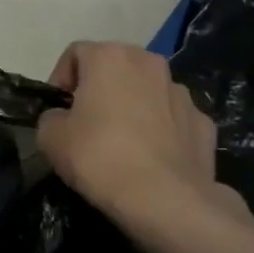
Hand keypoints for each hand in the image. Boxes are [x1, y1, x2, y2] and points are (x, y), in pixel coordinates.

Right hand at [36, 42, 248, 229]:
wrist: (164, 198)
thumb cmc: (99, 157)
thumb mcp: (50, 137)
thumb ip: (52, 117)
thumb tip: (63, 119)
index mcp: (110, 57)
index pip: (75, 53)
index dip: (60, 80)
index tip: (57, 111)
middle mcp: (150, 63)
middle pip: (115, 68)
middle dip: (99, 90)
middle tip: (86, 124)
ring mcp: (182, 92)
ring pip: (147, 92)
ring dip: (132, 107)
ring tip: (121, 144)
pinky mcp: (203, 122)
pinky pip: (172, 119)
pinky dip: (160, 131)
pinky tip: (150, 158)